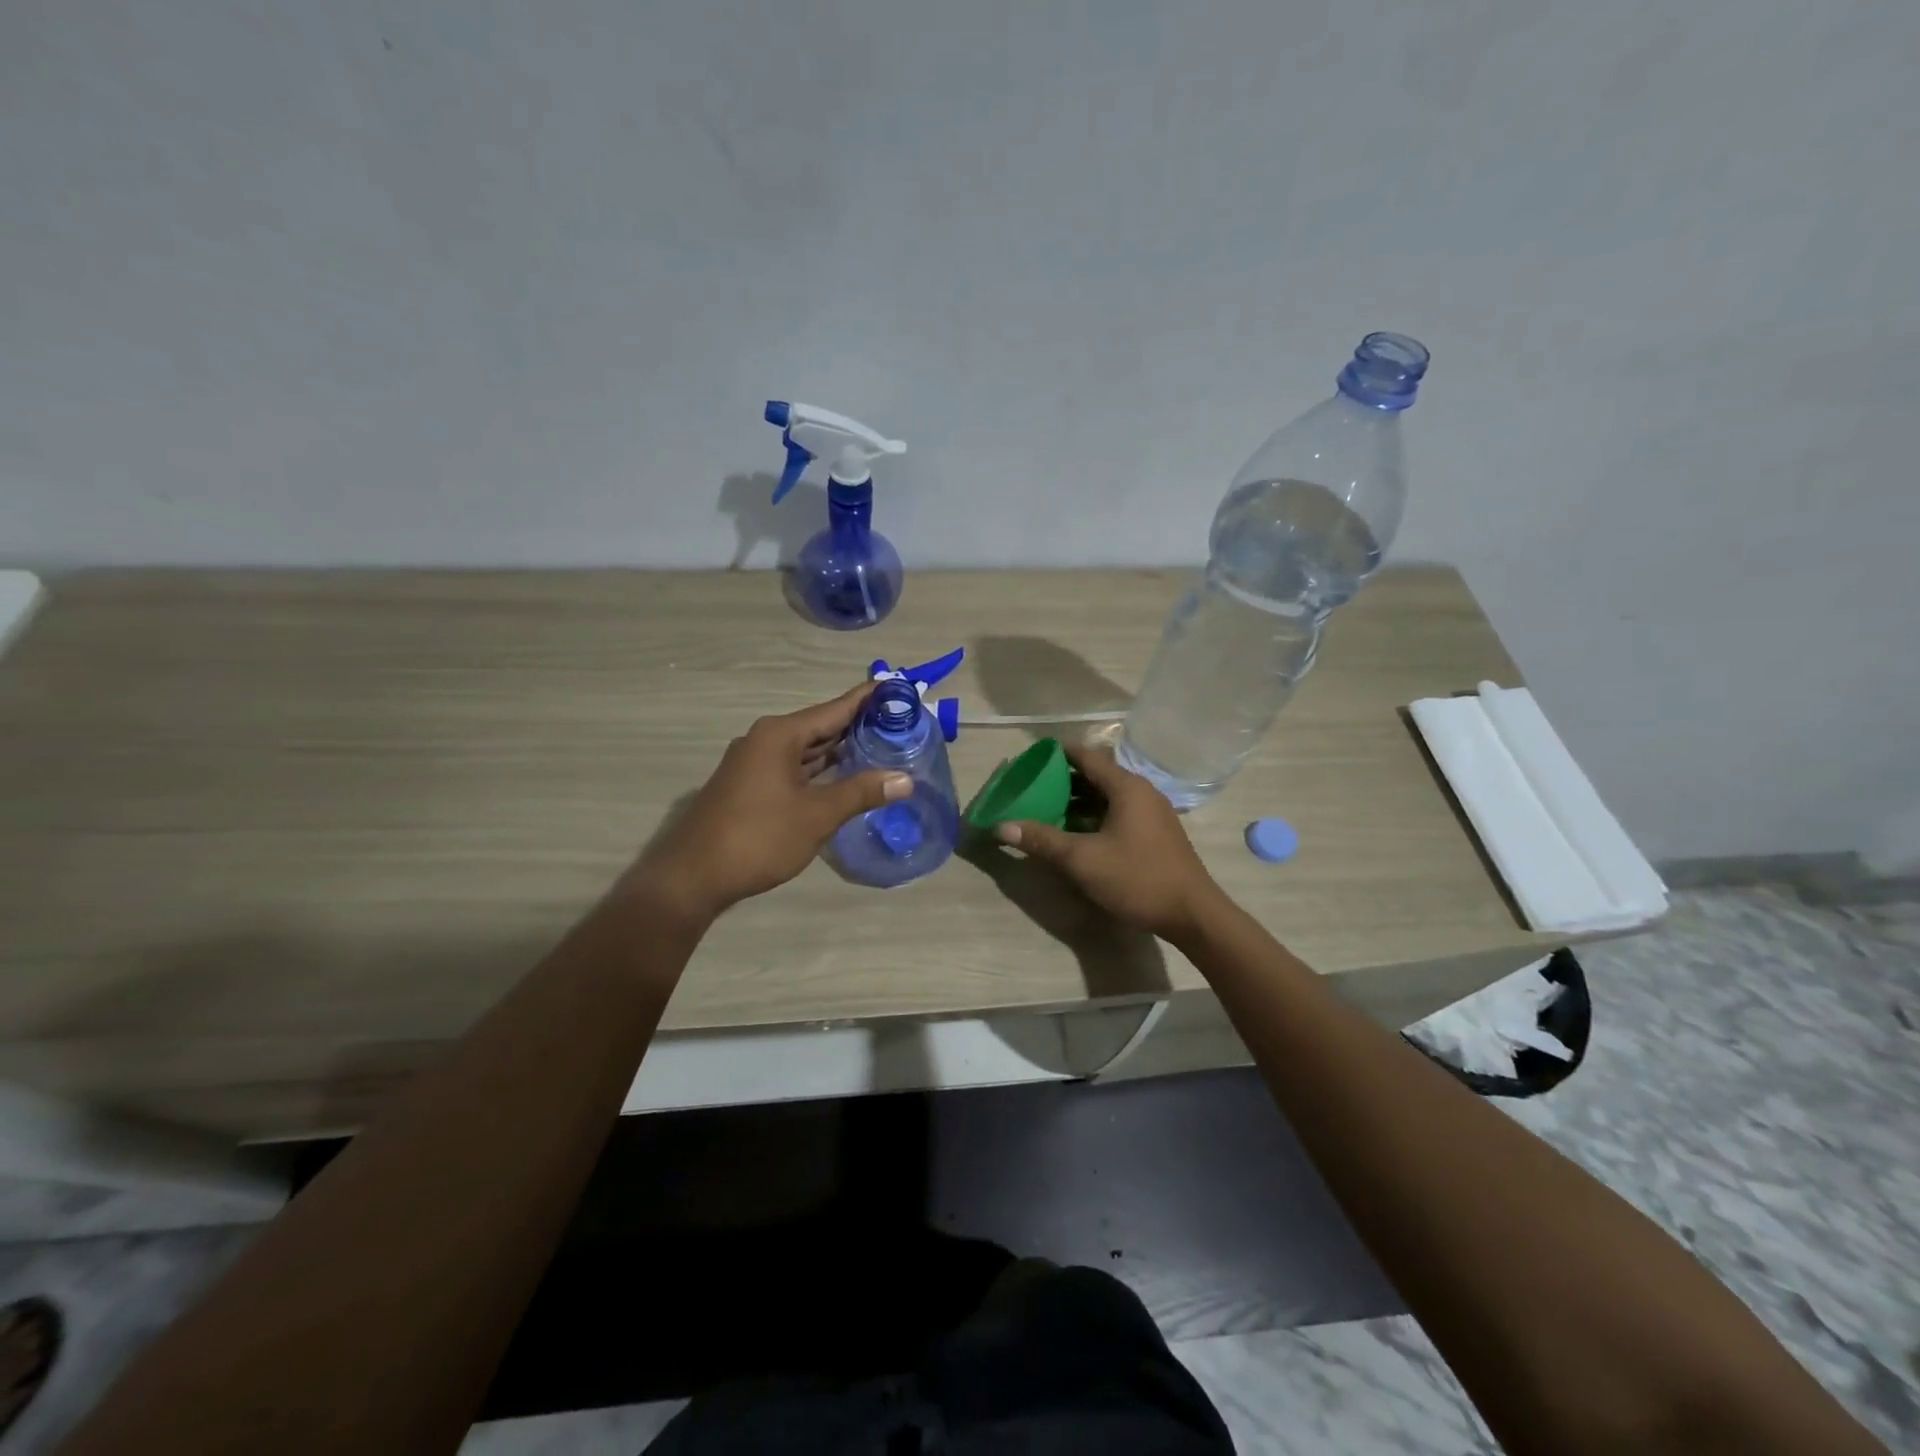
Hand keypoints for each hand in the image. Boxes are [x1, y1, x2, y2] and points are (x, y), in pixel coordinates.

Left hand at [632, 683, 911, 921]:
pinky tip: (843, 778)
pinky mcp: (749, 787)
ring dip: (839, 751)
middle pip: (820, 727)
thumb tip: (905, 779)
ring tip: (880, 747)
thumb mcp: (817, 815)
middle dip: (857, 726)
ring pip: (806, 750)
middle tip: (899, 723)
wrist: (693, 877)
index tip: (897, 687)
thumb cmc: (759, 837)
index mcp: (780, 735)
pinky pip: (793, 768)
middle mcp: (765, 740)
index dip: (866, 699)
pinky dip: (820, 770)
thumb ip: (861, 792)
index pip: (834, 709)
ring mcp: (754, 764)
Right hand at [993, 742, 1225, 941]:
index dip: (1057, 754)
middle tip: (1030, 788)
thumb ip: (1042, 840)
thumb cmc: (1137, 878)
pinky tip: (1074, 834)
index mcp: (1126, 787)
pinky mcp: (1154, 833)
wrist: (1192, 914)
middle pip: (1095, 775)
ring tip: (1044, 811)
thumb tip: (1001, 826)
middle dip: (1062, 780)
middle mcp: (1141, 792)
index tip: (1029, 759)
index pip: (1086, 756)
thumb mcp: (1082, 860)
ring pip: (1106, 797)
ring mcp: (1151, 813)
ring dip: (1077, 802)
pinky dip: (1093, 816)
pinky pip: (1117, 813)